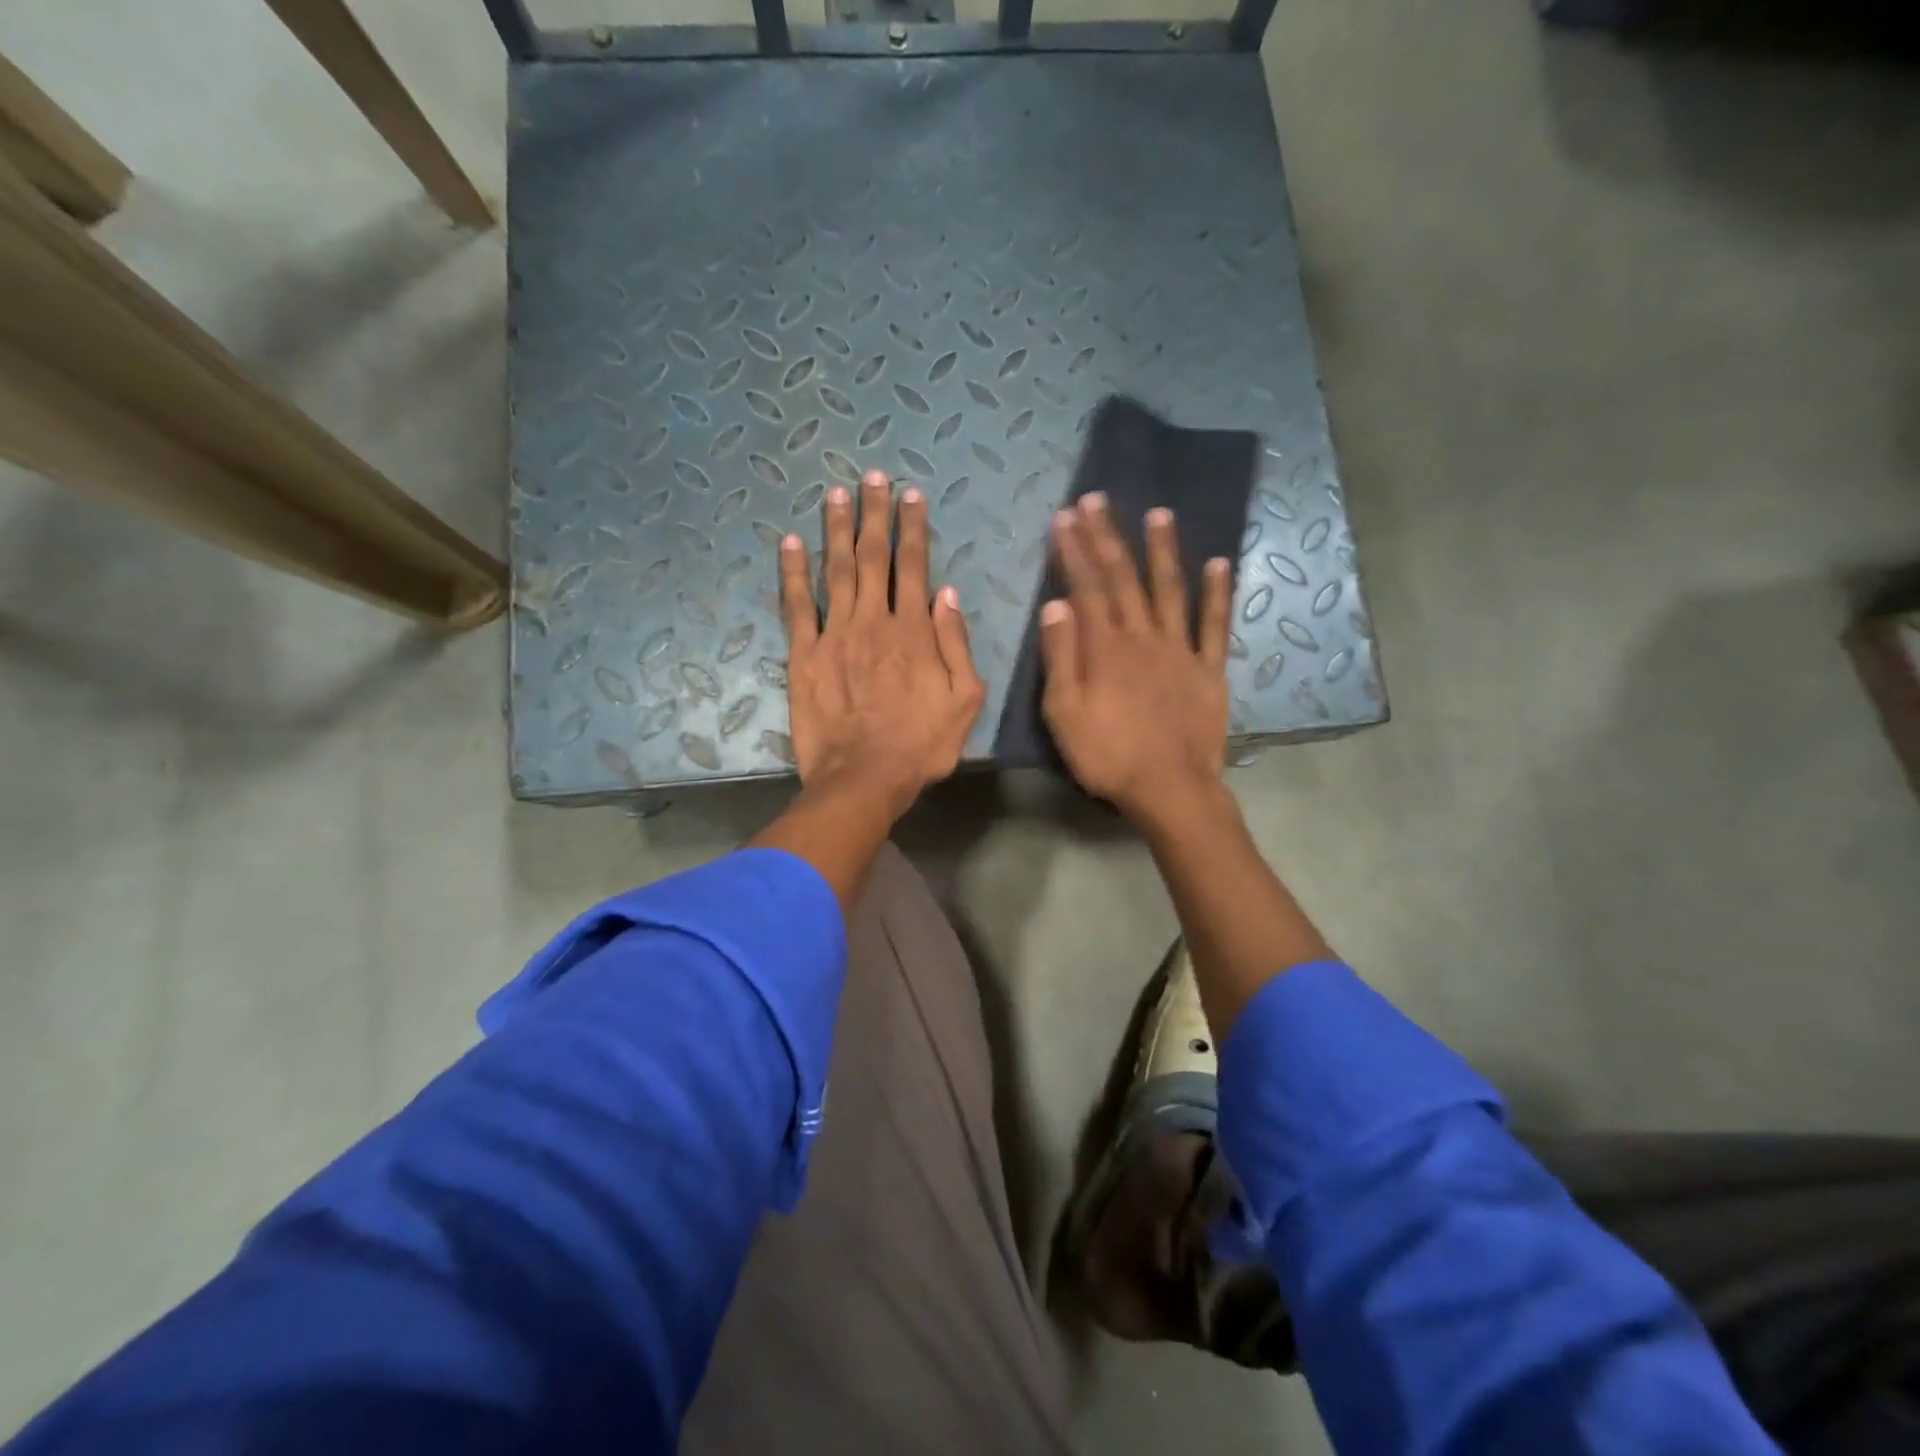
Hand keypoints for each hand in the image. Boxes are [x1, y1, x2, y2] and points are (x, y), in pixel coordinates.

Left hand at [779, 470, 984, 822]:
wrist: (864, 778)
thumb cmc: (921, 745)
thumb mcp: (964, 701)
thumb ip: (957, 644)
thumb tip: (947, 594)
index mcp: (914, 631)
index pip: (914, 566)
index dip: (912, 528)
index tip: (910, 495)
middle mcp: (873, 621)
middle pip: (872, 557)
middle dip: (873, 514)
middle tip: (871, 477)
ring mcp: (834, 635)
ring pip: (835, 570)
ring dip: (835, 529)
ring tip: (835, 494)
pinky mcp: (803, 655)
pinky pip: (796, 606)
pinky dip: (792, 573)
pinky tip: (789, 543)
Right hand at [1039, 494, 1232, 827]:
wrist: (1170, 788)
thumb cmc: (1108, 755)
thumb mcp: (1064, 713)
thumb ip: (1060, 657)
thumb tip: (1056, 604)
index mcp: (1105, 648)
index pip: (1086, 587)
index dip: (1075, 550)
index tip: (1065, 516)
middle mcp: (1143, 637)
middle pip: (1123, 579)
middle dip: (1108, 537)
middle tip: (1097, 500)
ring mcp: (1180, 650)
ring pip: (1170, 590)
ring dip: (1163, 551)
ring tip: (1159, 513)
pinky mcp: (1209, 670)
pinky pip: (1214, 626)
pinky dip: (1217, 594)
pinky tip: (1220, 563)